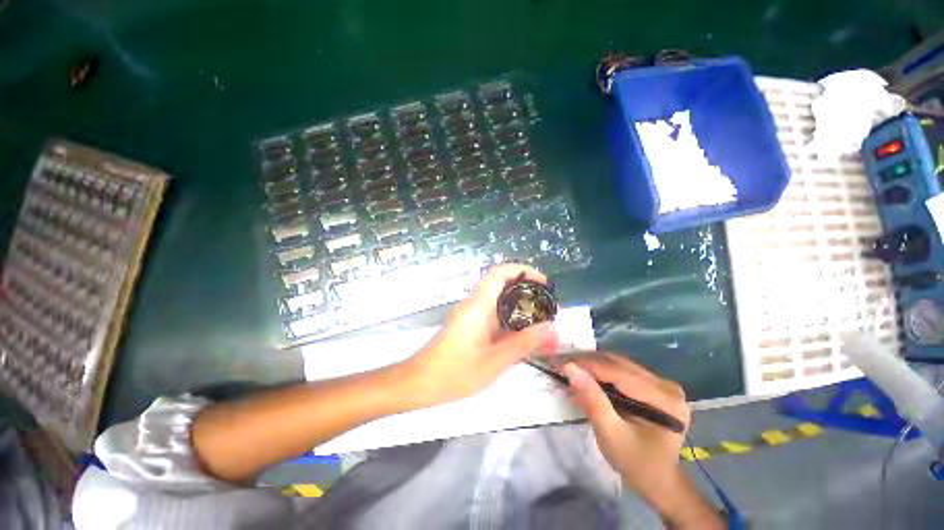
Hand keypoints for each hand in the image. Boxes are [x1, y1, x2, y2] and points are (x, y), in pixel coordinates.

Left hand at [401, 264, 558, 408]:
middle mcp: (474, 304)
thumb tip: (553, 329)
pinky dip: (510, 318)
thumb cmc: (453, 372)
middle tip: (547, 306)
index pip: (500, 273)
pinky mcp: (469, 325)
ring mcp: (470, 314)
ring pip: (498, 300)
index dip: (523, 271)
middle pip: (501, 284)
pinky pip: (493, 313)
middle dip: (526, 289)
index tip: (544, 283)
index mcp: (478, 305)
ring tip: (540, 321)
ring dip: (519, 305)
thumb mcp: (494, 361)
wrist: (418, 383)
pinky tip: (521, 334)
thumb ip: (524, 343)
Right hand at [563, 355, 722, 527]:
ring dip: (591, 364)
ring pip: (618, 363)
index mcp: (664, 400)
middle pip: (618, 364)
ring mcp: (662, 383)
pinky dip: (600, 371)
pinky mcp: (653, 384)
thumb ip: (592, 400)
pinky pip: (621, 370)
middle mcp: (666, 385)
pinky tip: (585, 375)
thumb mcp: (610, 435)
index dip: (586, 365)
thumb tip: (570, 368)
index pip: (618, 372)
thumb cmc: (635, 463)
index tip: (559, 362)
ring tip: (569, 368)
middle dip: (586, 362)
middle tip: (560, 363)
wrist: (658, 480)